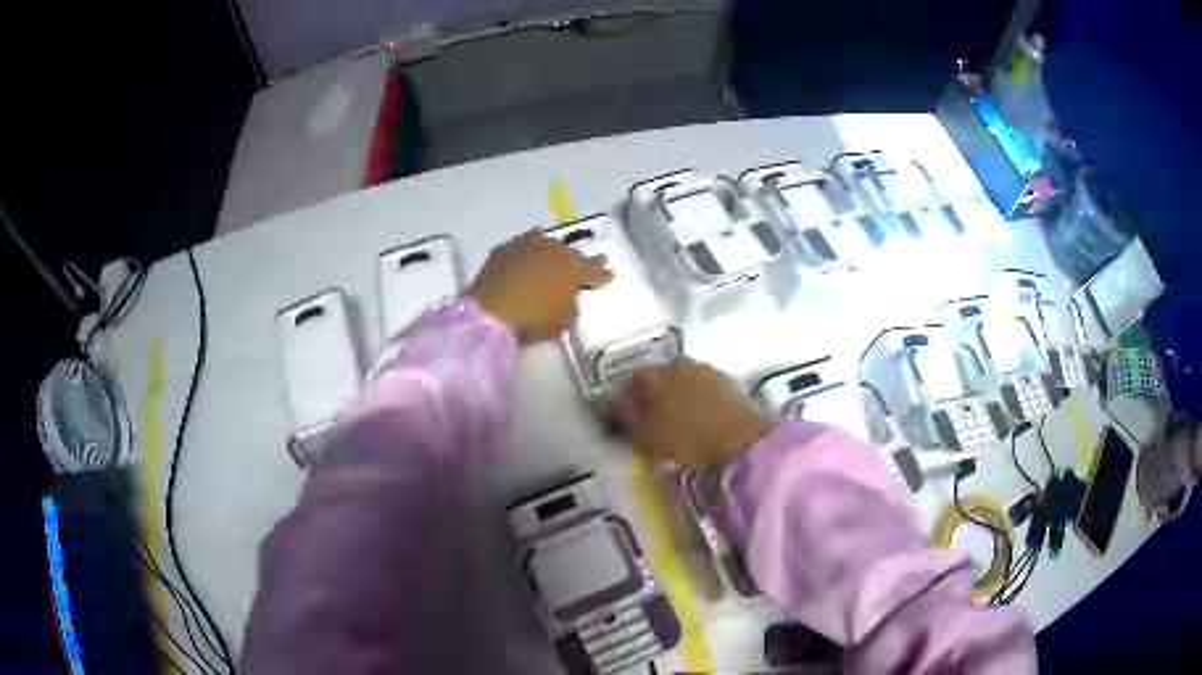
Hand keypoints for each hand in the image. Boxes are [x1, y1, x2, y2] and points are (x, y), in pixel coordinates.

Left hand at [466, 231, 612, 343]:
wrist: (490, 313)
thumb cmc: (532, 320)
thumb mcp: (562, 321)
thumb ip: (570, 306)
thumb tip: (568, 299)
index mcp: (571, 267)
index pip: (591, 270)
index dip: (600, 274)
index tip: (609, 274)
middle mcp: (552, 250)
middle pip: (570, 254)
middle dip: (580, 260)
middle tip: (589, 262)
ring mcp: (526, 246)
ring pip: (547, 245)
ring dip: (554, 252)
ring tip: (557, 255)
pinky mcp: (504, 250)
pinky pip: (523, 246)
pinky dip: (529, 251)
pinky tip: (528, 253)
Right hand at [613, 359, 766, 466]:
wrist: (739, 439)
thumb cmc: (686, 440)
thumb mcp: (646, 436)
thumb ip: (627, 418)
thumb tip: (617, 406)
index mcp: (651, 376)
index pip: (632, 382)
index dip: (631, 401)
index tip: (634, 418)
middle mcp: (676, 364)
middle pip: (659, 378)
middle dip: (656, 395)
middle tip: (658, 421)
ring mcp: (704, 368)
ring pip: (683, 381)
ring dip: (680, 395)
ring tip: (682, 420)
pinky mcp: (726, 379)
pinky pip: (704, 387)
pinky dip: (699, 398)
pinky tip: (703, 417)